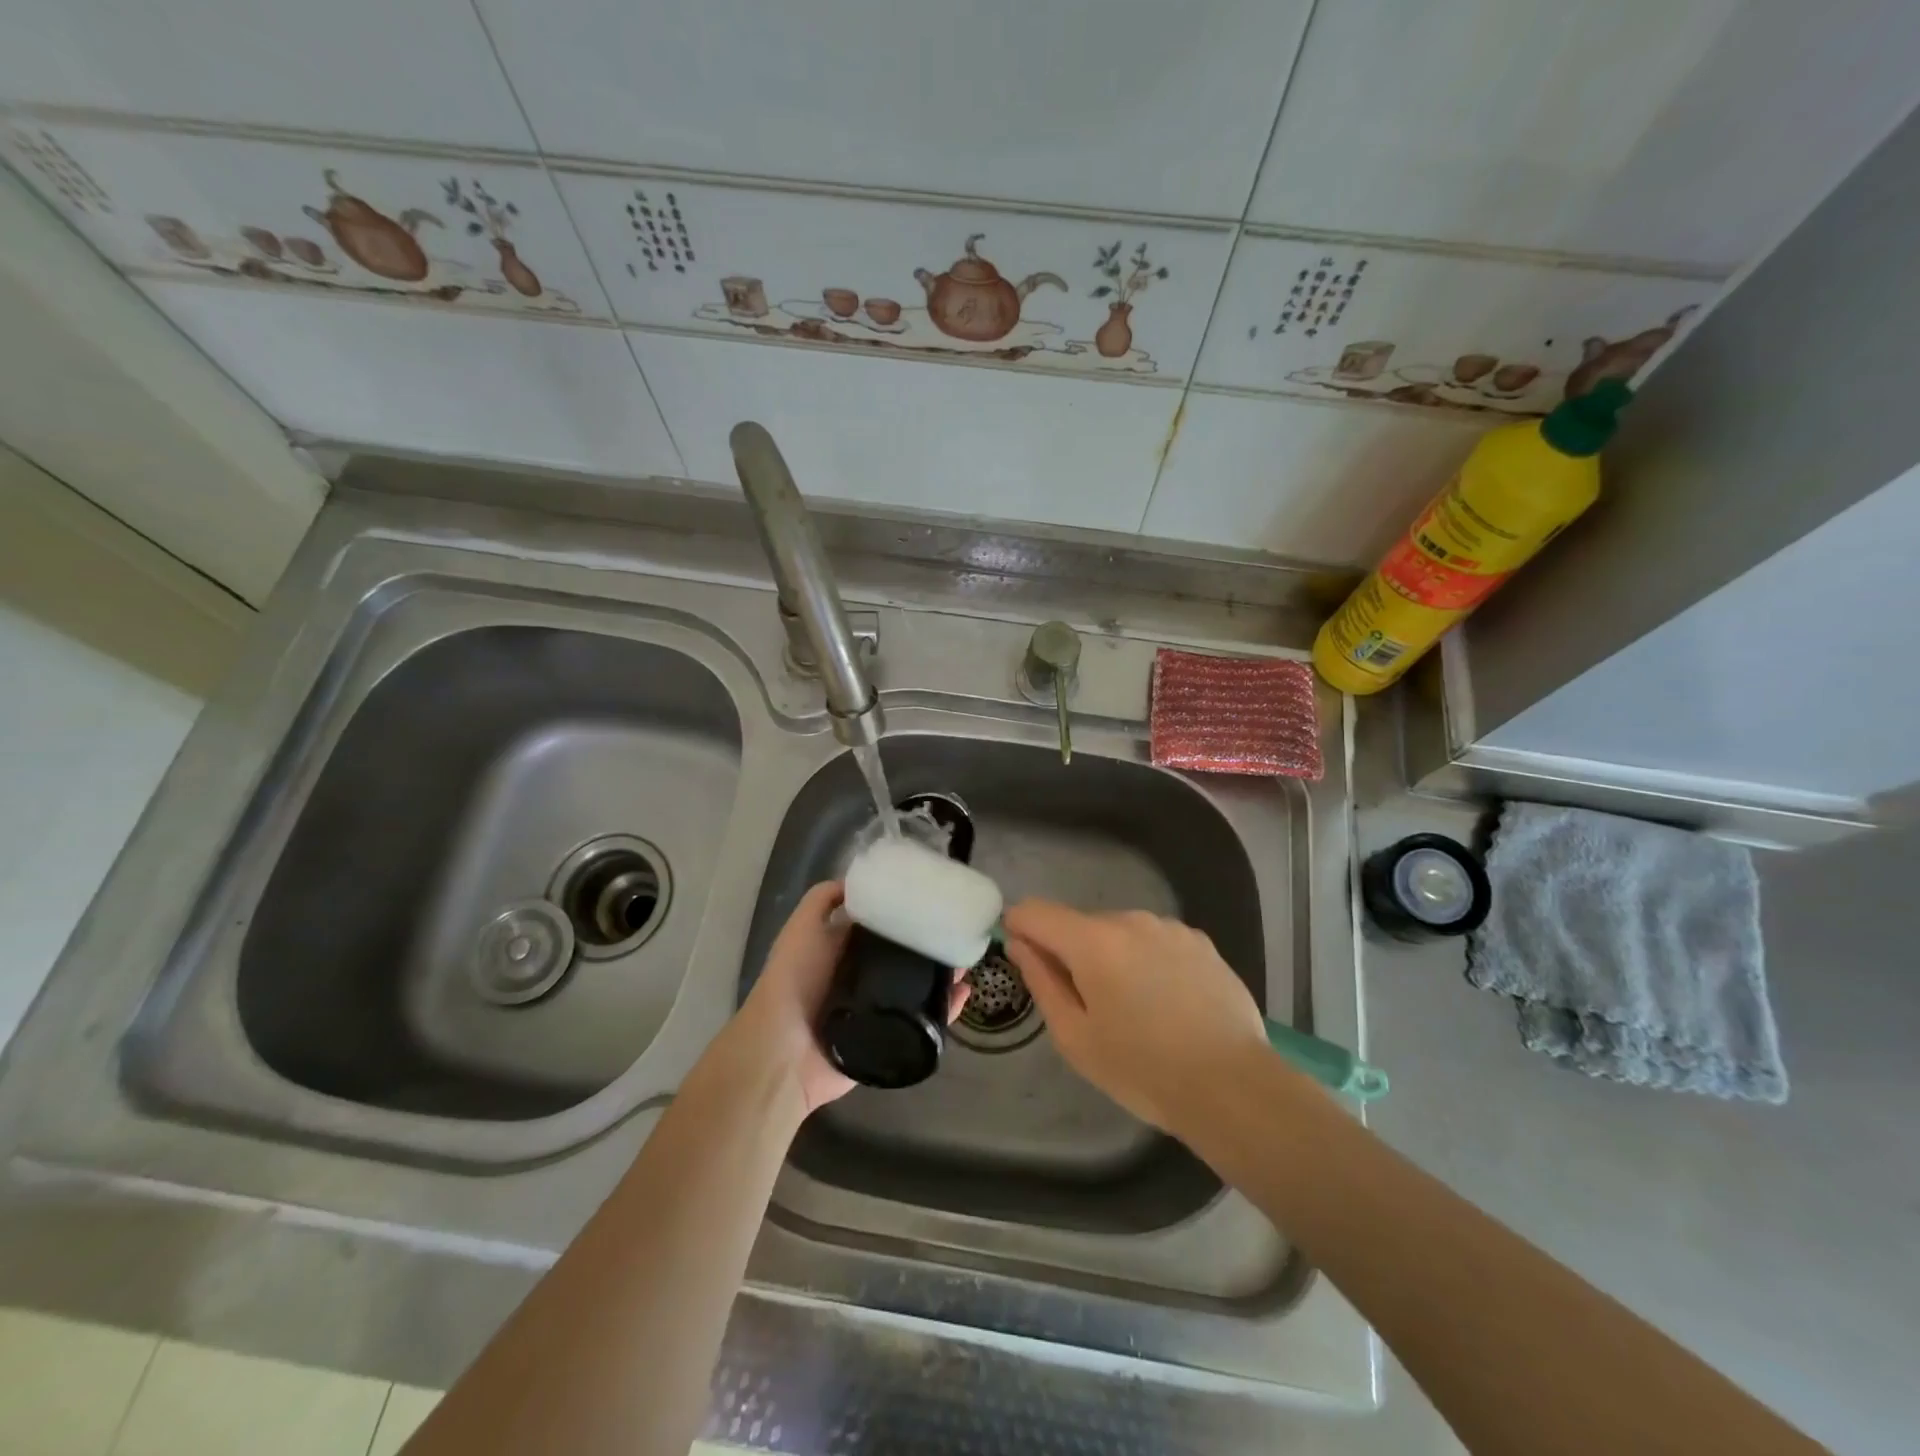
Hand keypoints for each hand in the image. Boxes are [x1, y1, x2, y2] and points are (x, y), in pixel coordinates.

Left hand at [731, 881, 968, 1116]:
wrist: (785, 1050)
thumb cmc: (794, 980)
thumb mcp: (802, 927)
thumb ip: (823, 900)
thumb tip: (857, 880)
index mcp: (841, 950)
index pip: (879, 926)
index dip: (902, 912)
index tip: (930, 898)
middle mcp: (861, 977)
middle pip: (902, 956)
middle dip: (928, 943)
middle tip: (955, 928)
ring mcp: (876, 1009)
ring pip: (917, 986)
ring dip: (941, 974)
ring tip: (965, 959)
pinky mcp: (889, 1037)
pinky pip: (922, 1022)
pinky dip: (945, 1010)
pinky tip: (963, 993)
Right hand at [1002, 899, 1269, 1134]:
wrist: (1232, 1087)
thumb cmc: (1143, 1070)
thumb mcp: (1075, 1037)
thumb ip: (1041, 981)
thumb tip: (1019, 944)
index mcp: (1093, 941)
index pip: (1036, 911)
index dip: (1019, 928)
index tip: (1025, 959)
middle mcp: (1131, 919)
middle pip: (1080, 925)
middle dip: (1072, 954)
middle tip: (1089, 1008)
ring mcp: (1170, 927)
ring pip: (1120, 933)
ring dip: (1113, 957)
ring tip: (1136, 1009)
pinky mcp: (1201, 941)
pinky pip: (1155, 942)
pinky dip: (1148, 961)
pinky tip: (1169, 1003)